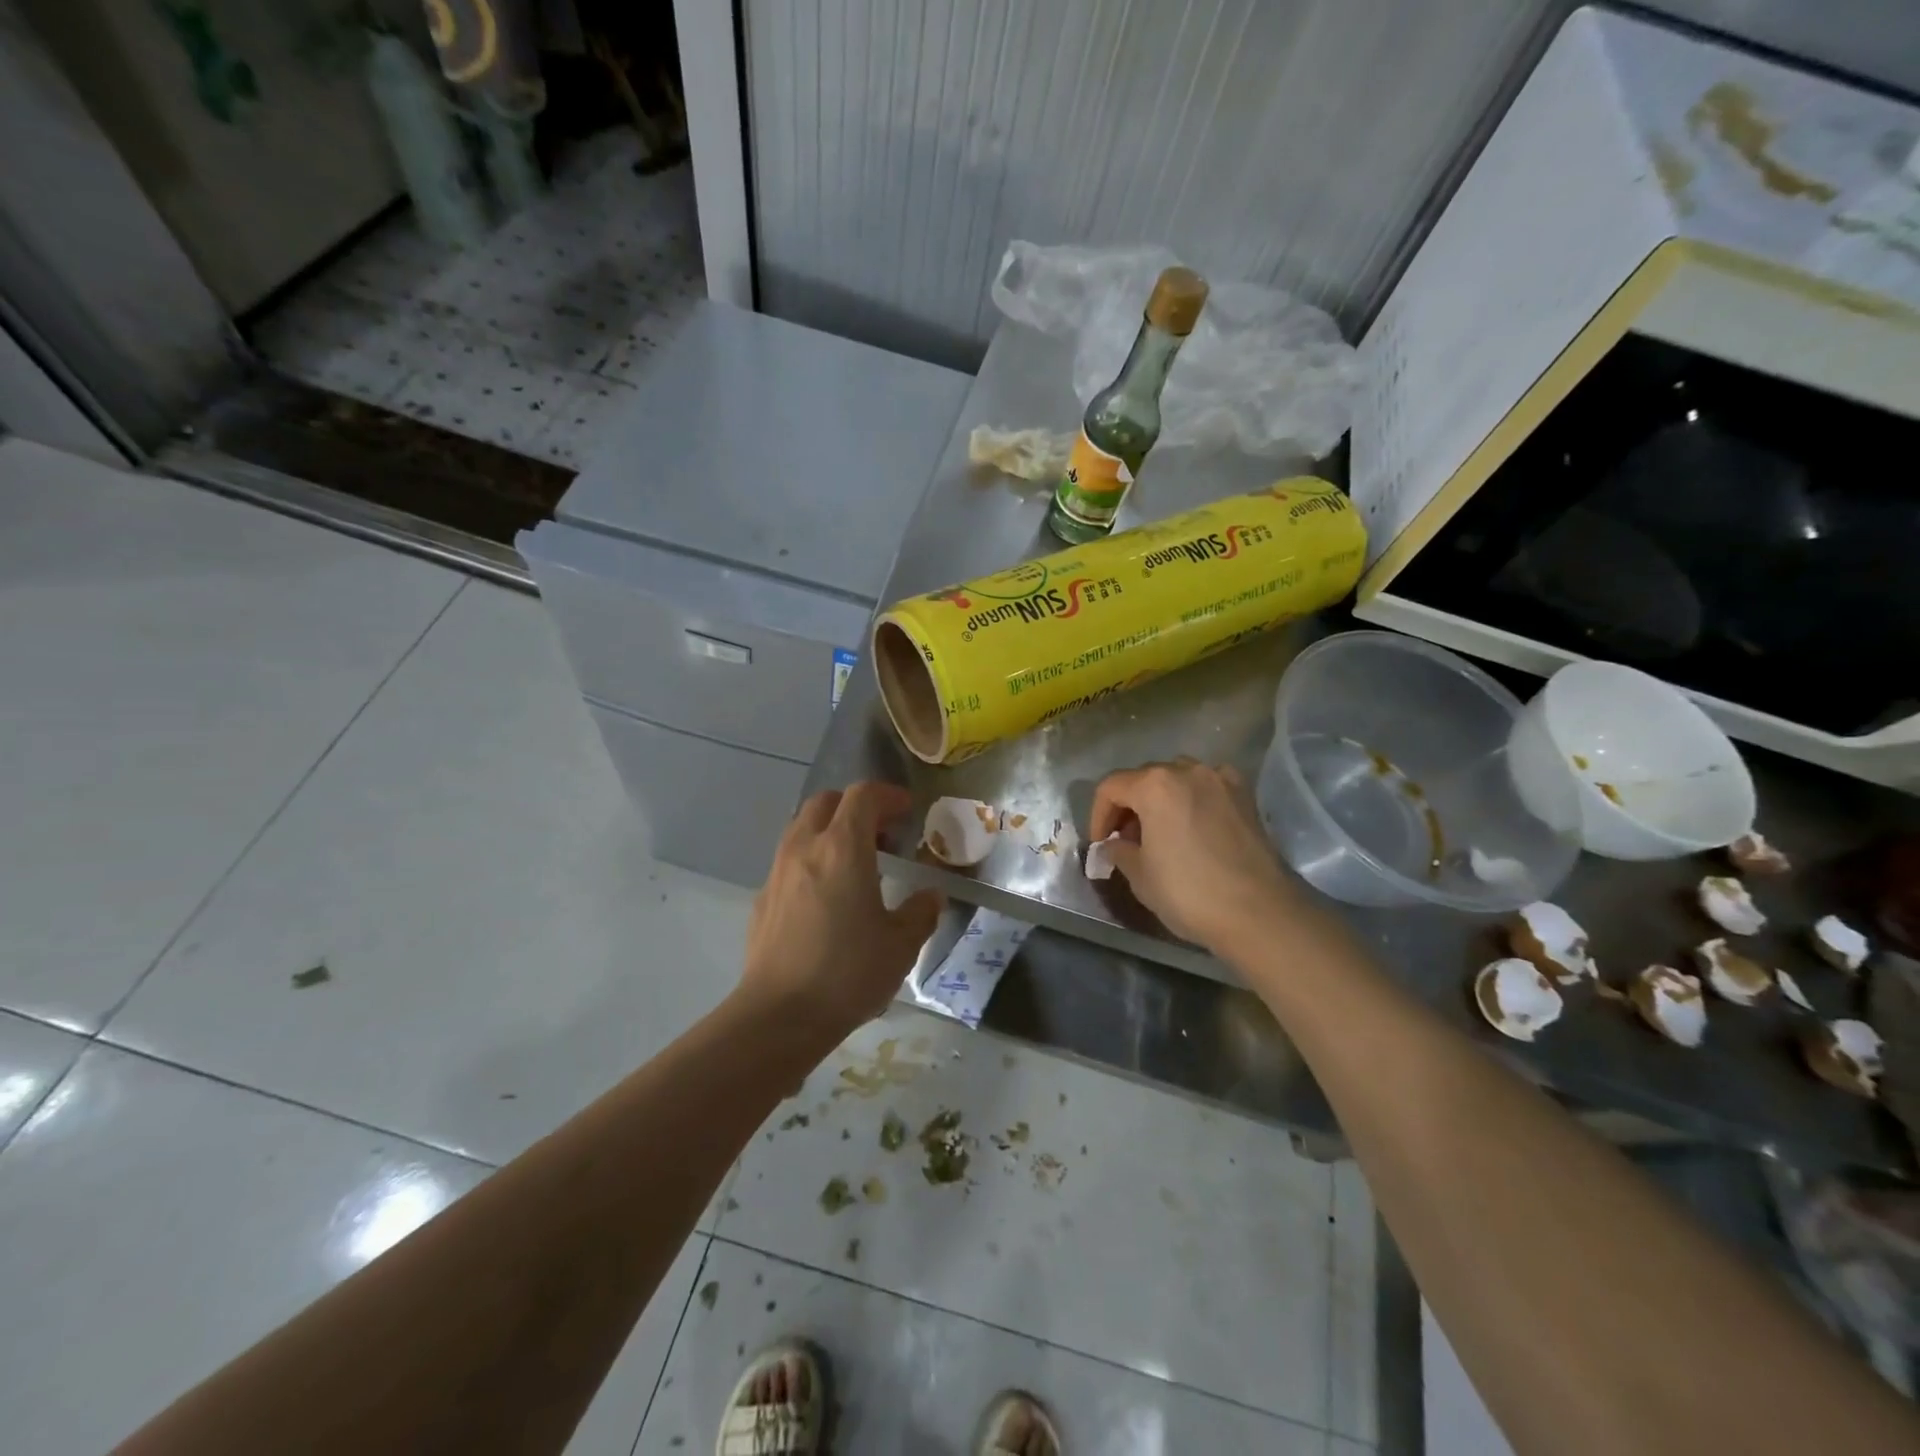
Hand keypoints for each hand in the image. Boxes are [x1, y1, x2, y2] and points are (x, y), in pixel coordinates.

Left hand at [740, 782, 943, 1040]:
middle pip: (827, 802)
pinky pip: (789, 860)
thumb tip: (930, 897)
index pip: (863, 796)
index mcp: (842, 848)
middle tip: (883, 836)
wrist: (779, 1016)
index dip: (889, 796)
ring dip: (831, 832)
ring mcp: (777, 872)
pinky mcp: (762, 899)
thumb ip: (921, 912)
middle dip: (857, 808)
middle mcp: (805, 848)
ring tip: (856, 865)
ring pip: (803, 828)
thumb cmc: (848, 973)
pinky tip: (827, 898)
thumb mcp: (901, 945)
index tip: (908, 812)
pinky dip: (812, 860)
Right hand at [1089, 759, 1300, 955]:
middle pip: (1144, 777)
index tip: (1099, 844)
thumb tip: (1113, 845)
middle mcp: (1187, 771)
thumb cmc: (1189, 892)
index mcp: (1154, 785)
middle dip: (1128, 805)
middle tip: (1124, 839)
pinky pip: (1207, 787)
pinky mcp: (1245, 796)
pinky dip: (1192, 799)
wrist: (1259, 913)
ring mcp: (1221, 780)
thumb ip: (1119, 851)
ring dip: (1160, 799)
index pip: (1111, 787)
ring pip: (1176, 777)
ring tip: (1158, 831)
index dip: (1098, 815)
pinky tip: (1192, 826)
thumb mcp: (1140, 876)